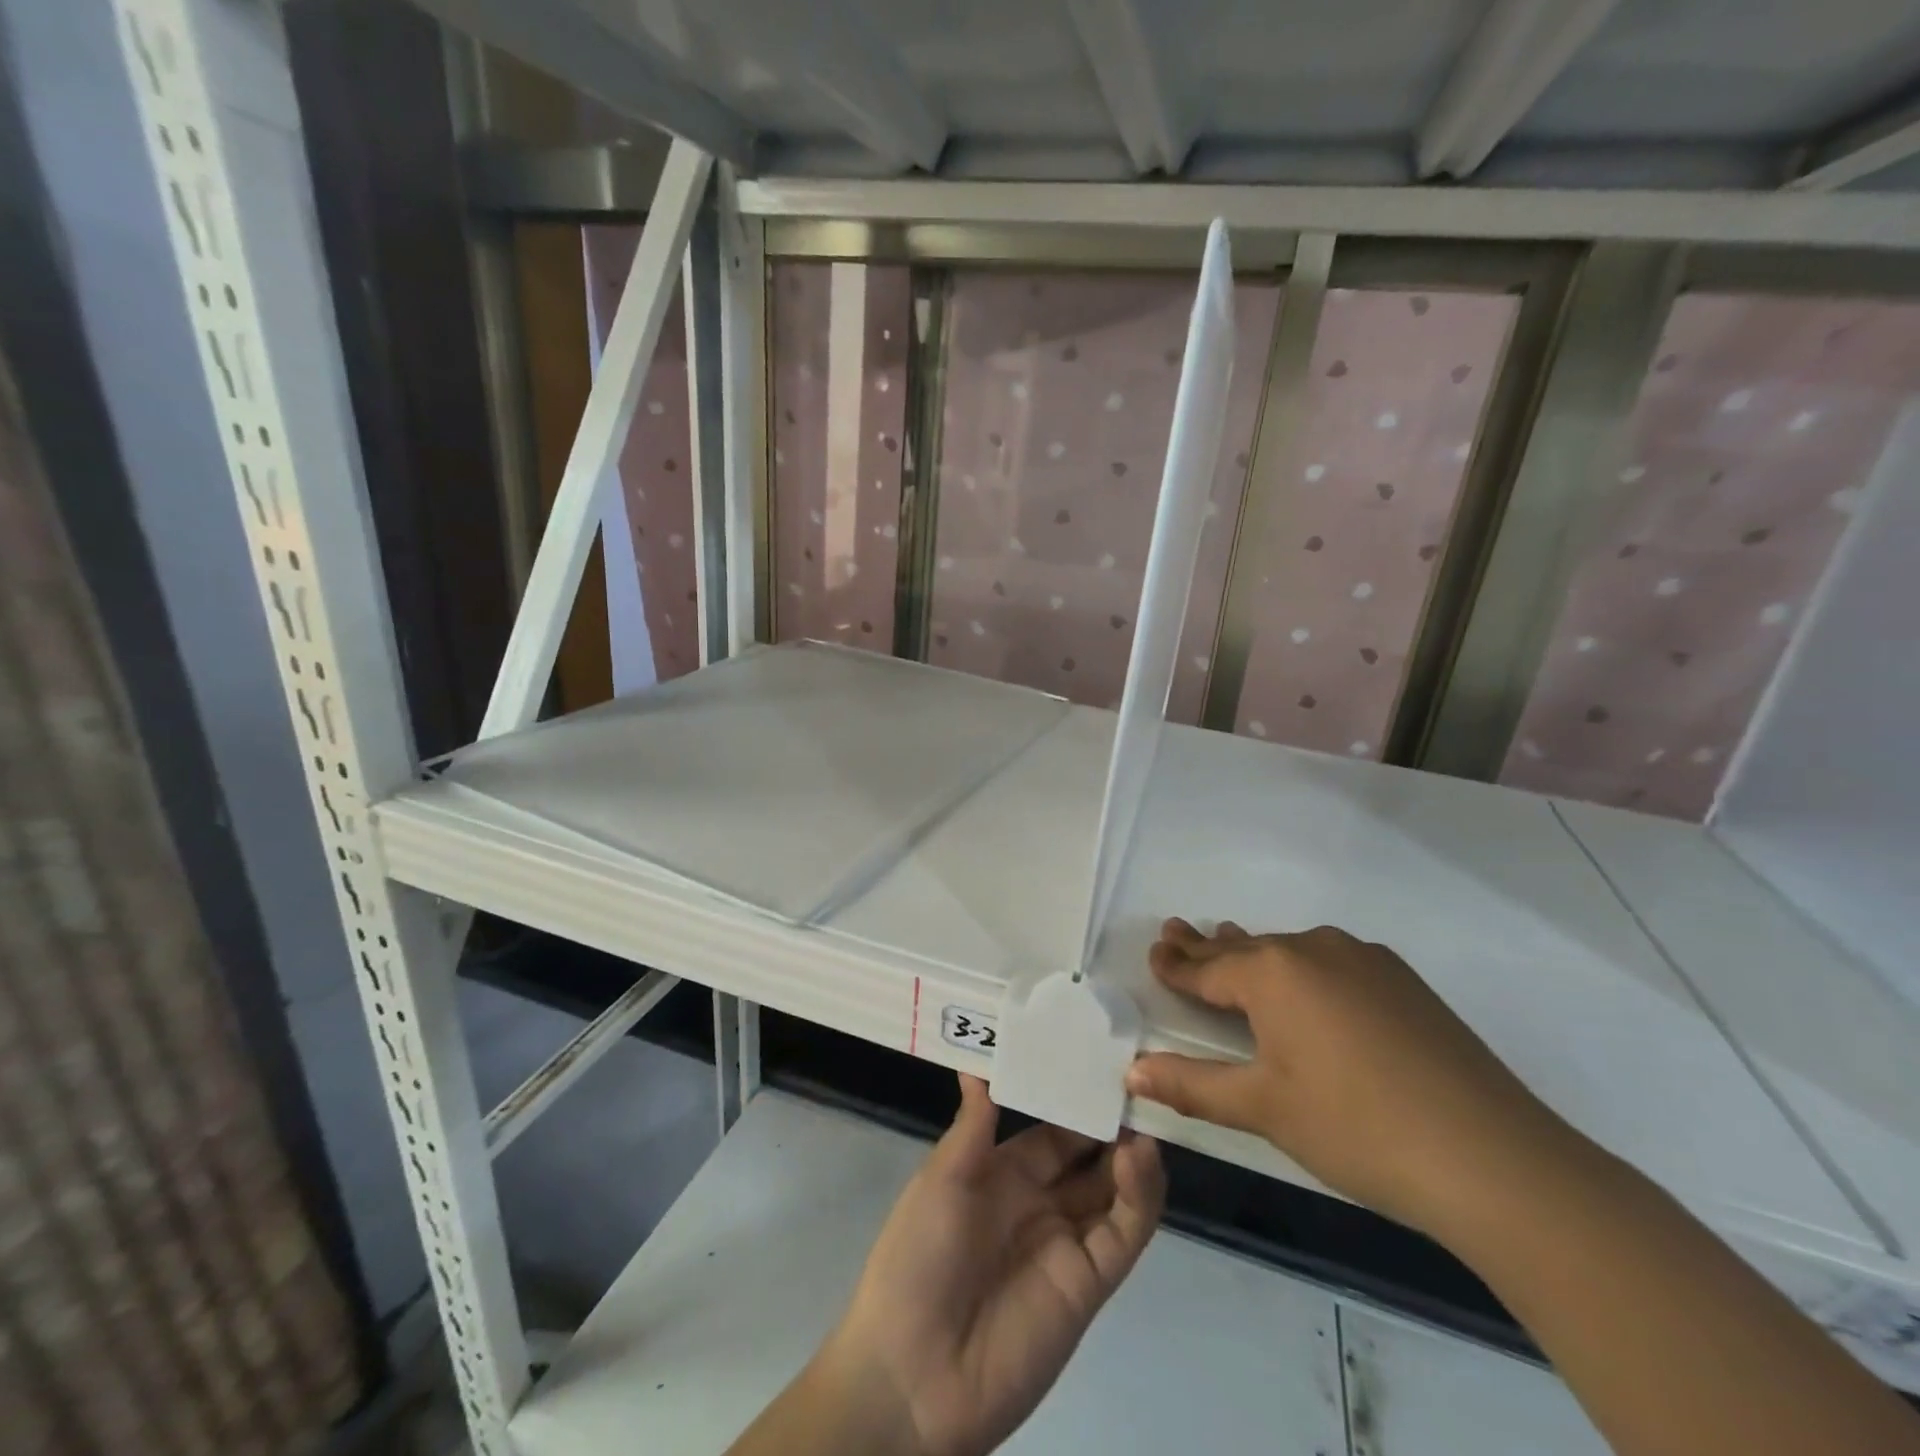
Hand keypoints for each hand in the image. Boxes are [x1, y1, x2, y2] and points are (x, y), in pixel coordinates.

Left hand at [819, 1074, 1164, 1455]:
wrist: (912, 1374)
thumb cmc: (917, 1257)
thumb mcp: (941, 1180)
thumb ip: (973, 1126)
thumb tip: (976, 1062)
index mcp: (1003, 1173)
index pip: (1052, 1127)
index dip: (1075, 1095)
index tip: (1101, 1056)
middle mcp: (1040, 1202)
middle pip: (1089, 1155)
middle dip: (1112, 1121)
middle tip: (1140, 1078)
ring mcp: (1068, 1242)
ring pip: (1114, 1189)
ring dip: (1132, 1152)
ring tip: (1145, 1112)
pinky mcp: (1089, 1283)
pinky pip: (1123, 1233)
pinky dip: (1140, 1196)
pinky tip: (1141, 1157)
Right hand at [1125, 918, 1570, 1239]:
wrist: (1493, 1157)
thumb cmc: (1356, 1127)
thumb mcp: (1263, 1107)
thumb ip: (1192, 1083)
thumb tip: (1132, 1070)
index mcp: (1273, 972)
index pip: (1207, 966)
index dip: (1176, 964)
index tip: (1154, 950)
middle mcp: (1314, 949)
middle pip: (1246, 949)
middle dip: (1208, 946)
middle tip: (1176, 931)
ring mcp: (1365, 960)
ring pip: (1291, 952)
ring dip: (1256, 954)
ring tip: (1230, 943)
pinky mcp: (1403, 981)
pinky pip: (1331, 962)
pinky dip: (1302, 969)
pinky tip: (1307, 987)